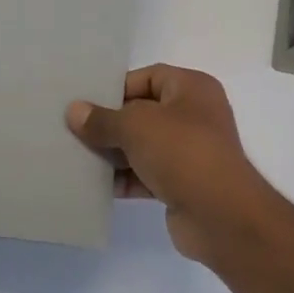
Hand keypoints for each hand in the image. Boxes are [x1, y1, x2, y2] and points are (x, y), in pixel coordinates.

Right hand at [66, 65, 279, 263]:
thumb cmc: (182, 153)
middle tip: (72, 130)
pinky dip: (124, 178)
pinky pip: (146, 175)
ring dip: (113, 153)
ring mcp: (190, 152)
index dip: (117, 88)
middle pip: (143, 113)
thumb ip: (103, 119)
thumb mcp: (136, 127)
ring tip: (76, 157)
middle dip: (110, 123)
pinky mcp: (182, 184)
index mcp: (192, 89)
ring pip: (143, 146)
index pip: (148, 77)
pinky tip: (94, 184)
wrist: (220, 215)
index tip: (85, 102)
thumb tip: (74, 111)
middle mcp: (194, 116)